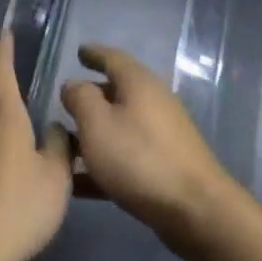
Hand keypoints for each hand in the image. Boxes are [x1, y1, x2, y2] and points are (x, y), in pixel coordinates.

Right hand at [61, 45, 237, 260]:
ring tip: (66, 144)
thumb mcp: (97, 124)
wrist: (195, 209)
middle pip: (118, 91)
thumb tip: (73, 84)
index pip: (113, 58)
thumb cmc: (139, 158)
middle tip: (67, 103)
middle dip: (92, 95)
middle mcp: (154, 102)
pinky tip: (80, 183)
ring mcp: (163, 134)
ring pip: (121, 125)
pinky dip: (105, 161)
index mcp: (139, 83)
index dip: (93, 53)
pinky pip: (127, 154)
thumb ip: (80, 98)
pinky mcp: (165, 164)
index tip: (79, 51)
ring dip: (95, 132)